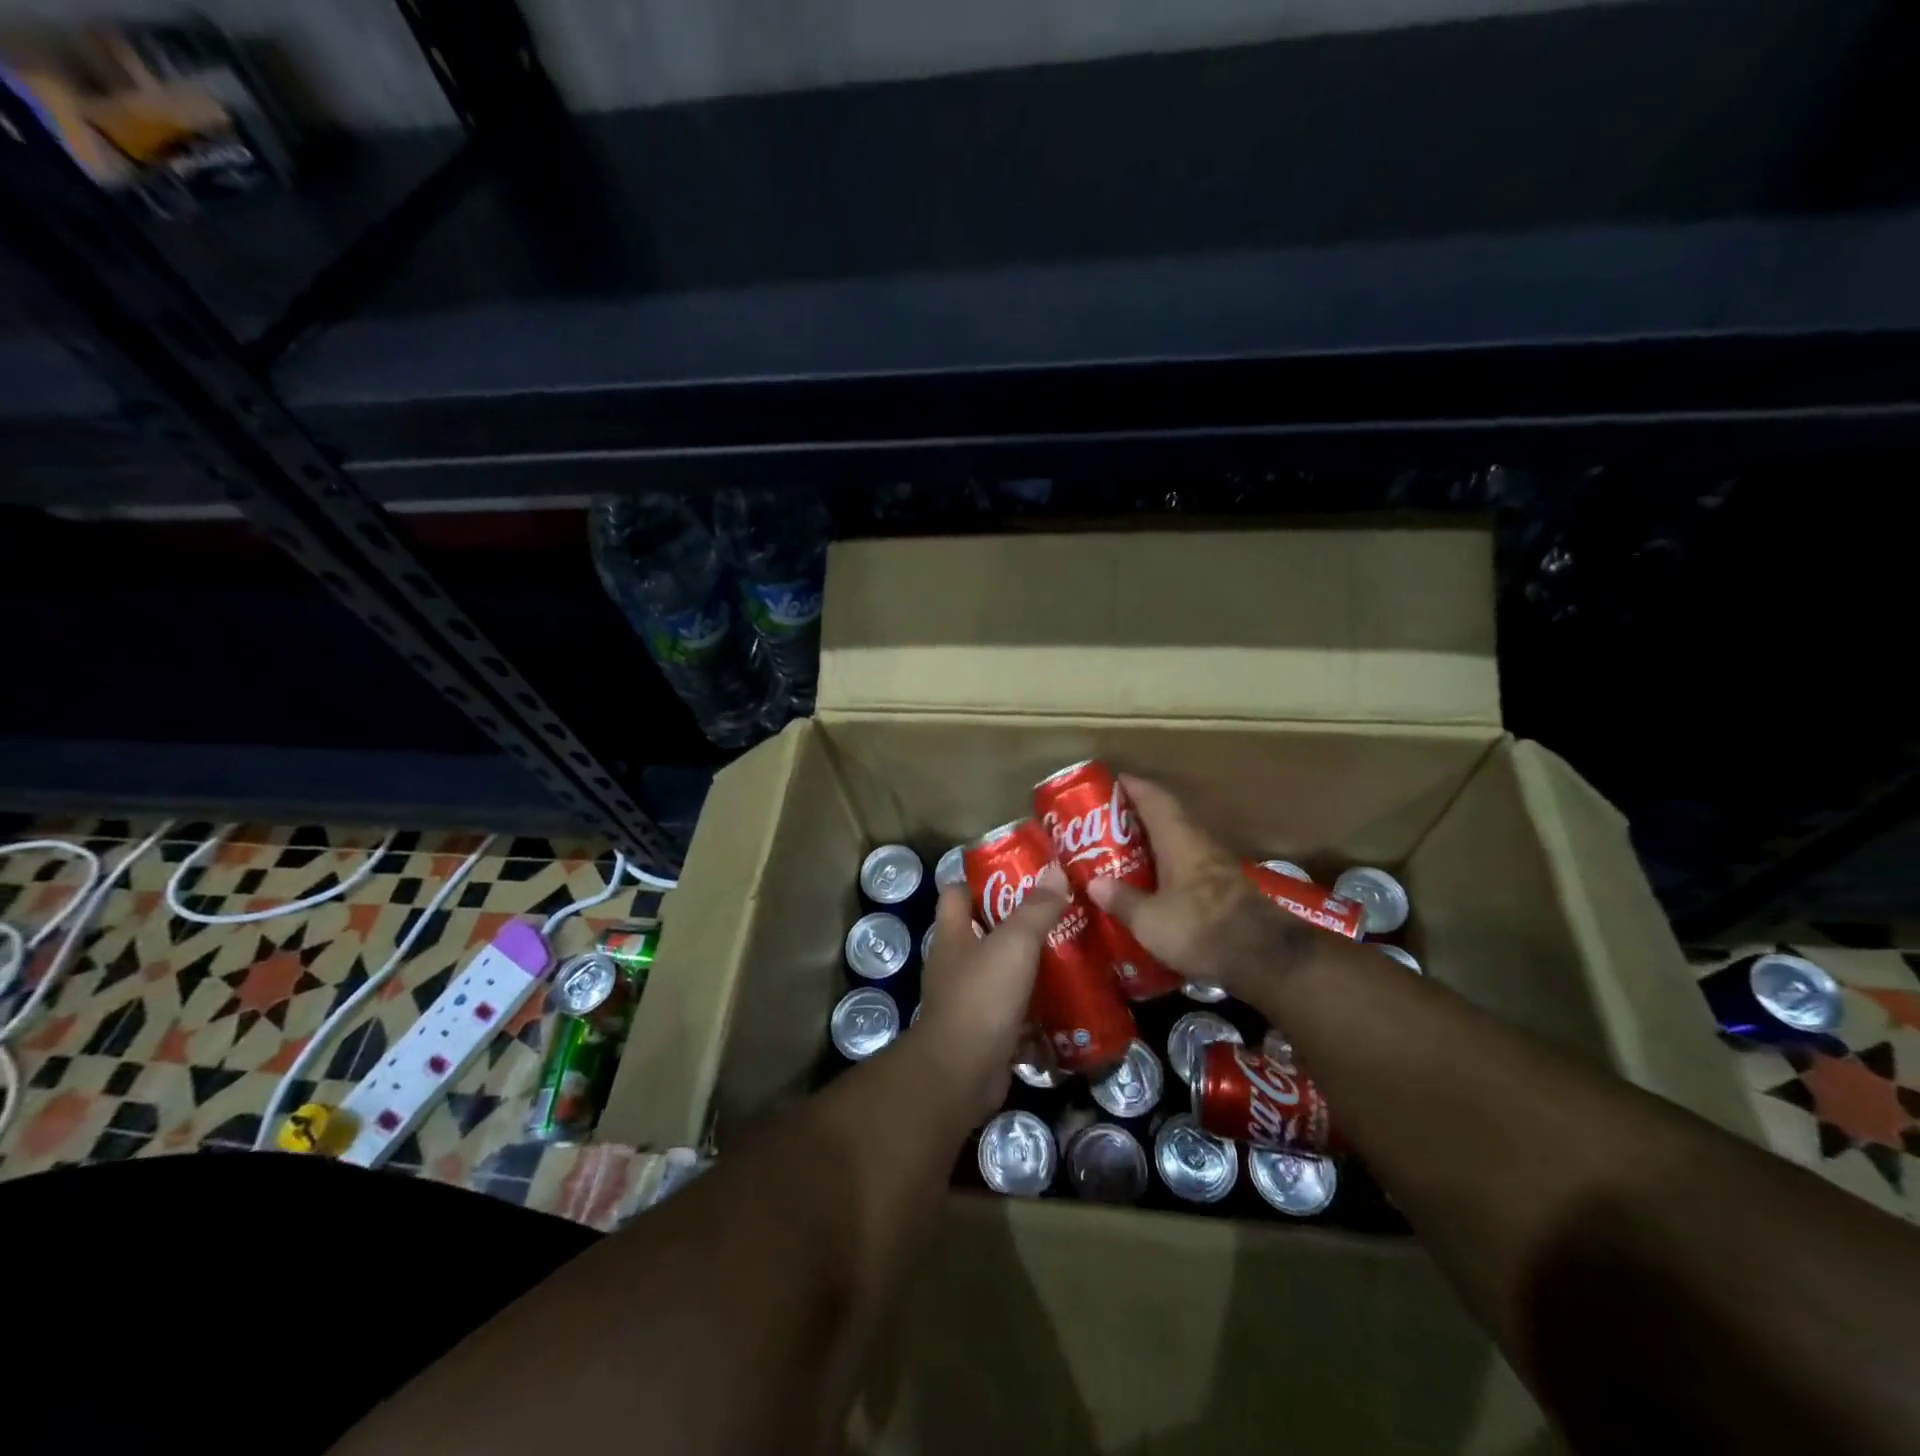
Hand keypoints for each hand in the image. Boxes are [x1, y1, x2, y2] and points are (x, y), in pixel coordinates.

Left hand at [910, 863, 1068, 1121]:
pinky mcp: (986, 1031)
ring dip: (1033, 967)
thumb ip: (1036, 909)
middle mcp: (955, 963)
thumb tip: (1056, 871)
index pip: (957, 891)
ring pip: (1004, 972)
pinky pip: (1016, 1012)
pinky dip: (1038, 1009)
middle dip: (1020, 922)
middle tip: (1061, 912)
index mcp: (952, 934)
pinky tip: (1070, 1002)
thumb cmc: (981, 997)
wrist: (961, 1075)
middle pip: (986, 931)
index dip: (983, 879)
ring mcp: (969, 999)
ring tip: (1073, 953)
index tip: (1022, 873)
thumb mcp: (1014, 944)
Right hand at [1085, 775, 1315, 994]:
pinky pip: (1188, 866)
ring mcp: (1217, 867)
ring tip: (1124, 852)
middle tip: (1107, 823)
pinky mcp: (1225, 891)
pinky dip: (1167, 867)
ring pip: (1179, 843)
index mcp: (1179, 839)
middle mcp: (1199, 844)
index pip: (1155, 799)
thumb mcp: (1149, 920)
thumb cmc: (1201, 928)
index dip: (1133, 786)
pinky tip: (1153, 883)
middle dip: (1138, 816)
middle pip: (1168, 818)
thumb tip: (1094, 883)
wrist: (1265, 958)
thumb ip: (1122, 900)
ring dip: (1154, 843)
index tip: (1112, 780)